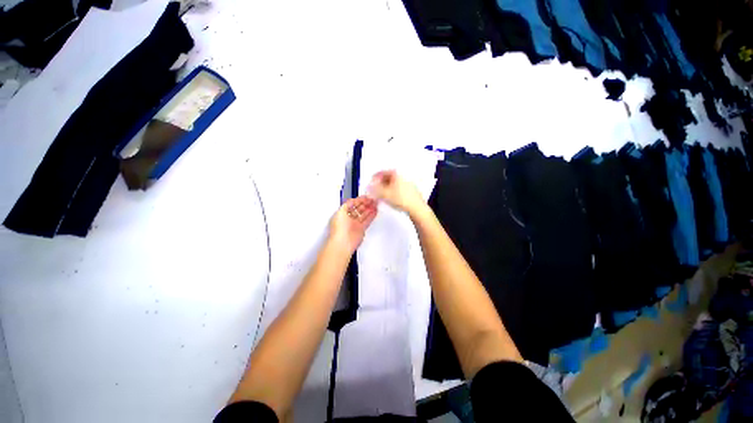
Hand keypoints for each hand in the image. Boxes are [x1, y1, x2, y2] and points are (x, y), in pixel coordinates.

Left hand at [329, 196, 377, 252]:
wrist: (343, 242)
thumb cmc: (339, 229)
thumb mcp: (341, 211)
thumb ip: (347, 204)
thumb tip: (353, 200)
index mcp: (342, 213)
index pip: (352, 204)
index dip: (359, 200)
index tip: (366, 197)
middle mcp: (348, 218)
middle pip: (358, 208)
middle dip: (365, 203)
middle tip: (372, 200)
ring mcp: (355, 224)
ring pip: (363, 214)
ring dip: (369, 208)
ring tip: (375, 204)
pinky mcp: (361, 229)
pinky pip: (367, 220)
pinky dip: (371, 215)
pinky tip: (375, 211)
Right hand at [368, 170, 424, 214]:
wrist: (416, 208)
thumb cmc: (402, 199)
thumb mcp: (384, 194)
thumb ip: (374, 190)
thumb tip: (369, 188)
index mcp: (396, 174)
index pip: (382, 172)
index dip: (374, 179)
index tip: (370, 184)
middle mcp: (402, 176)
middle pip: (387, 178)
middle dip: (380, 184)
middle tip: (375, 191)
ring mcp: (408, 183)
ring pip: (393, 184)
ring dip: (385, 189)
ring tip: (381, 196)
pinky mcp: (411, 191)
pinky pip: (398, 189)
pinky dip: (392, 192)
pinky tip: (391, 199)